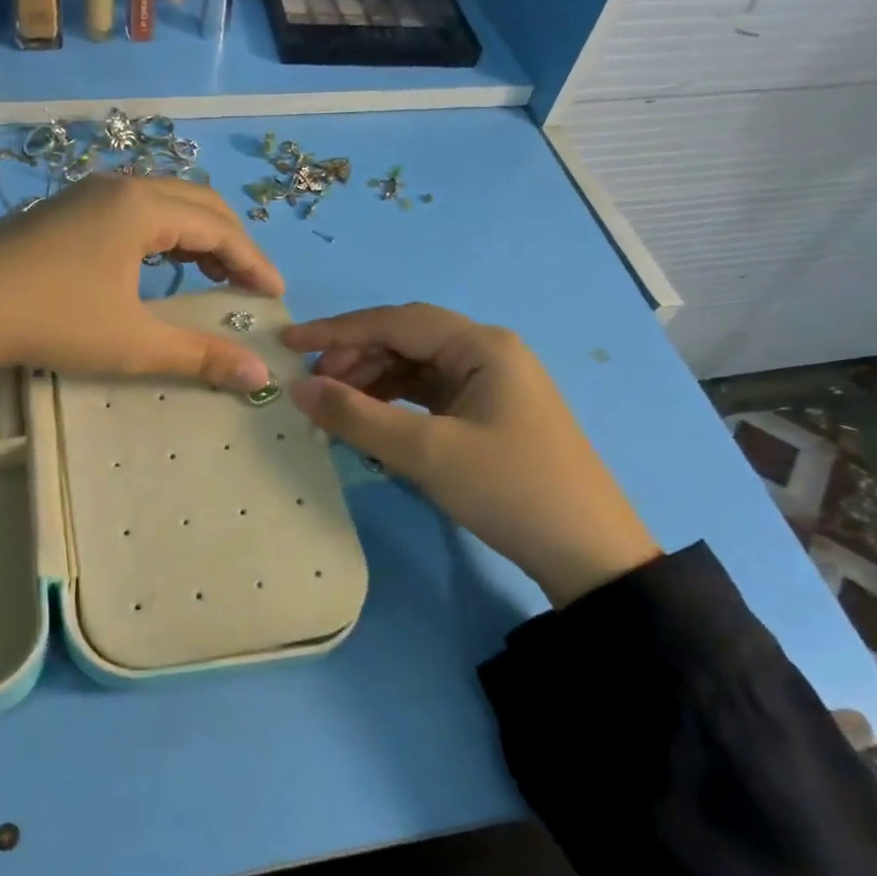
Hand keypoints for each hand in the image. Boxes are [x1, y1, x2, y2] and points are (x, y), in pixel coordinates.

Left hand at [0, 174, 283, 390]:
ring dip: (196, 237)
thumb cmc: (52, 321)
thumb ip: (200, 355)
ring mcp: (87, 194)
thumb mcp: (133, 343)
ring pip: (162, 204)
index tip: (276, 296)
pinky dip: (162, 236)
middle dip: (232, 243)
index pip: (219, 228)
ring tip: (212, 277)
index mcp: (143, 207)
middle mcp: (120, 187)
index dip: (255, 262)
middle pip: (196, 204)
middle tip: (249, 286)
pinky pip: (133, 211)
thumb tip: (258, 374)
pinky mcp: (64, 210)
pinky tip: (156, 267)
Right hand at [282, 303, 659, 605]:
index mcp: (481, 346)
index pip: (395, 322)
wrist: (586, 553)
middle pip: (406, 340)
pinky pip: (428, 395)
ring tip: (334, 408)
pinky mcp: (487, 414)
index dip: (337, 331)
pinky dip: (394, 404)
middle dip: (355, 358)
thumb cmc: (509, 489)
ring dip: (372, 381)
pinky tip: (370, 421)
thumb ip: (357, 416)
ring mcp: (490, 384)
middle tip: (313, 388)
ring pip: (415, 368)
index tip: (290, 344)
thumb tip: (298, 387)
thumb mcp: (426, 453)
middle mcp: (487, 353)